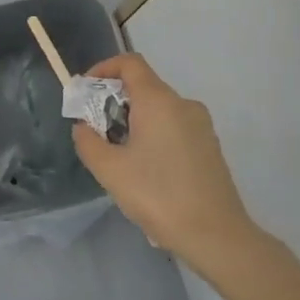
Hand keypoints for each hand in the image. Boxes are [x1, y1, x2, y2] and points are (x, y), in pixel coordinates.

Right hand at [71, 53, 257, 268]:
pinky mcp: (210, 146)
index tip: (86, 91)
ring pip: (159, 110)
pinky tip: (147, 174)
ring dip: (134, 123)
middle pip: (144, 87)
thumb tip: (84, 127)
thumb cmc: (158, 196)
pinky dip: (154, 136)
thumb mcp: (110, 171)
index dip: (104, 69)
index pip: (130, 63)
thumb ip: (88, 142)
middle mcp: (183, 104)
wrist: (216, 235)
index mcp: (159, 101)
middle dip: (115, 102)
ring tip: (119, 158)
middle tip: (96, 132)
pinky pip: (174, 129)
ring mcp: (201, 125)